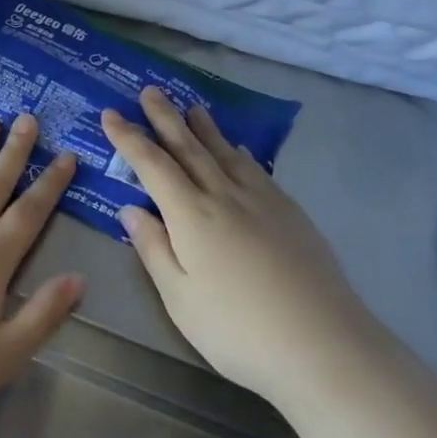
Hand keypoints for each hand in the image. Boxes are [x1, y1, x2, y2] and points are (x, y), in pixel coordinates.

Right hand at [102, 88, 371, 396]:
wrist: (325, 347)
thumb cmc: (239, 330)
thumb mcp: (180, 299)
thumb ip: (154, 249)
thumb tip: (131, 208)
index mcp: (191, 215)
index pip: (152, 165)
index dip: (129, 138)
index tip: (111, 114)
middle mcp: (224, 195)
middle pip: (188, 147)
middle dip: (165, 117)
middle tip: (150, 90)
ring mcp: (262, 201)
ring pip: (224, 153)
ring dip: (204, 128)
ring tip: (192, 107)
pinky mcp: (290, 213)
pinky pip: (256, 170)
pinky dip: (240, 153)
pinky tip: (238, 150)